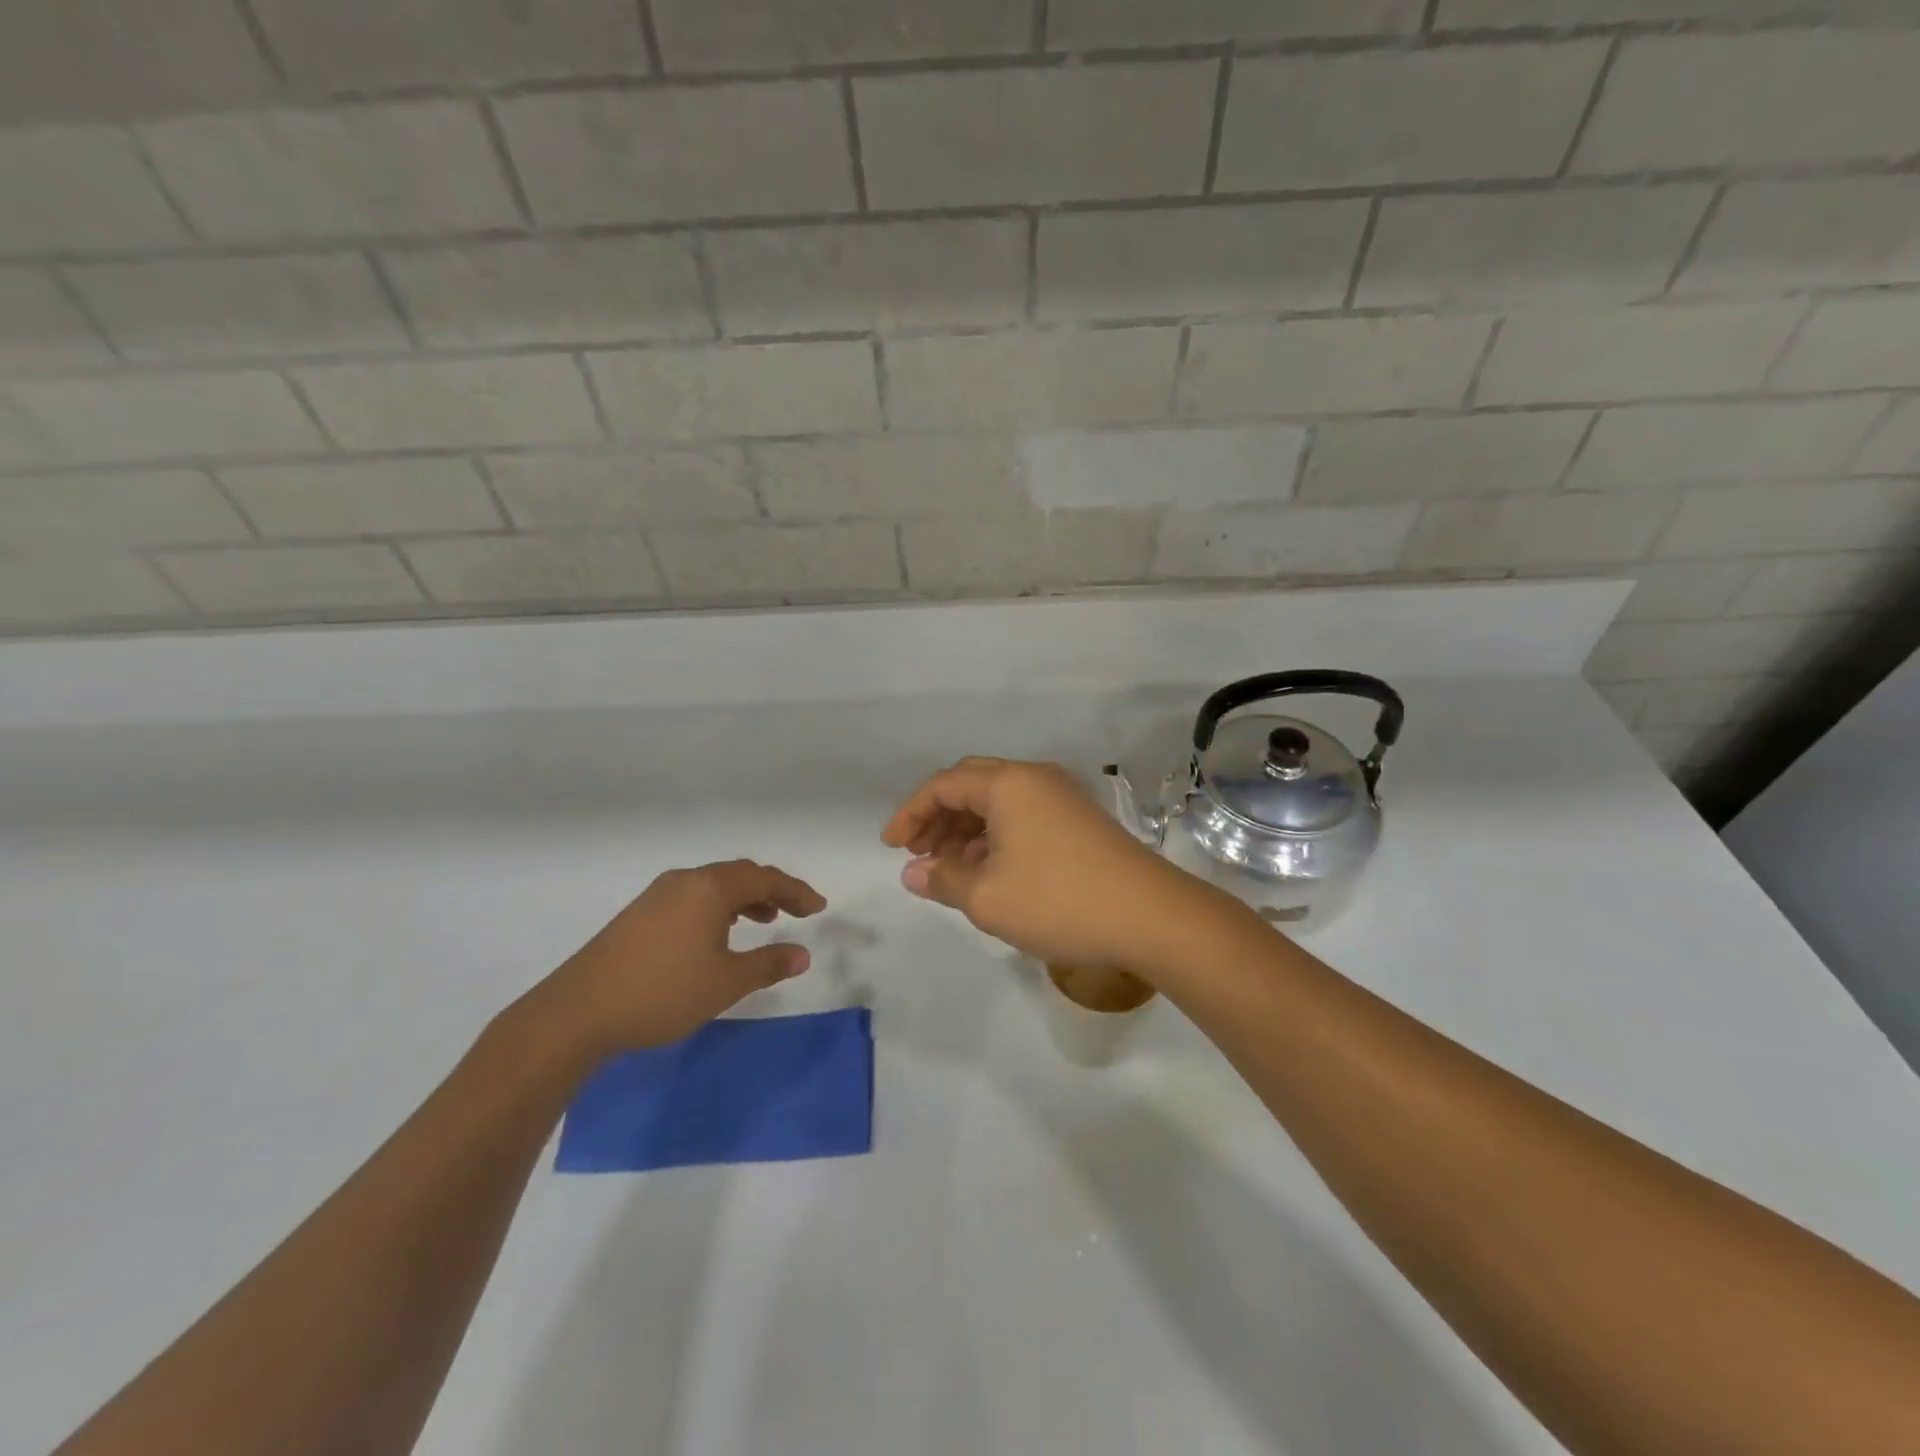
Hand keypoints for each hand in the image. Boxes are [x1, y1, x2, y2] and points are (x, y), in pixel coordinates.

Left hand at [540, 860, 827, 1054]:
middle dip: (772, 891)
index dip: (796, 891)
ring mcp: (657, 896)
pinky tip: (718, 934)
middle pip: (739, 875)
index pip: (764, 878)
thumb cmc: (663, 992)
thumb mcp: (725, 982)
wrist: (578, 1012)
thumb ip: (768, 964)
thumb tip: (803, 954)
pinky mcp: (639, 914)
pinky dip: (718, 908)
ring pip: (714, 886)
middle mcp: (685, 881)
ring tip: (763, 921)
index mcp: (709, 888)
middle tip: (796, 912)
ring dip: (744, 899)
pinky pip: (693, 897)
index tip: (818, 908)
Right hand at [882, 757, 1221, 978]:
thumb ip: (942, 880)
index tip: (890, 847)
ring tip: (949, 869)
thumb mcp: (988, 898)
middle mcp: (1034, 778)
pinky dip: (996, 836)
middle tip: (918, 854)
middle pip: (971, 785)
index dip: (910, 813)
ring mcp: (1062, 796)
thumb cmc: (1059, 902)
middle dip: (937, 817)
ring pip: (998, 801)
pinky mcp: (1080, 819)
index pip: (943, 785)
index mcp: (1008, 784)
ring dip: (966, 829)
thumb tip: (913, 873)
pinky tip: (989, 870)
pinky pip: (1023, 815)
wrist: (1151, 916)